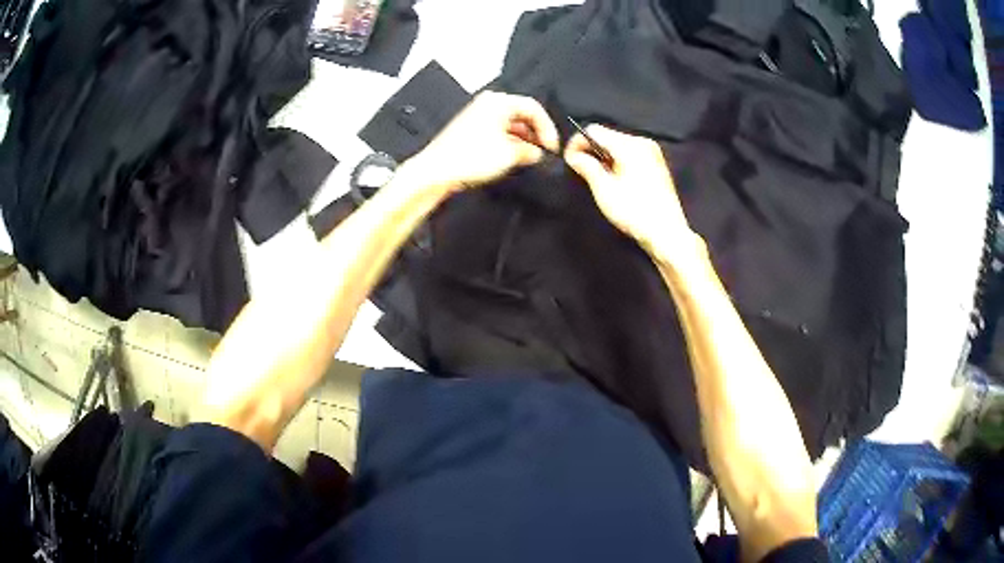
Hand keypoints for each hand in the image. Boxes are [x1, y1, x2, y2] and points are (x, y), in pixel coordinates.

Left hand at [408, 91, 559, 193]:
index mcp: (499, 101)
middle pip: (522, 114)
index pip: (533, 108)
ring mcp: (477, 115)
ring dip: (523, 139)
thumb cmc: (468, 158)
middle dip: (535, 133)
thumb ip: (529, 151)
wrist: (436, 171)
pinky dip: (508, 141)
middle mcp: (488, 104)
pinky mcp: (470, 128)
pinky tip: (513, 157)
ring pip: (510, 123)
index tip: (552, 146)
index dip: (547, 128)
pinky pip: (497, 130)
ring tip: (530, 156)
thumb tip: (536, 152)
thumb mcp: (509, 155)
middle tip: (544, 151)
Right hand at [564, 125, 701, 260]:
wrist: (666, 233)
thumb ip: (587, 167)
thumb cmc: (636, 213)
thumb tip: (574, 155)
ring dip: (604, 156)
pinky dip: (618, 161)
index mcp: (630, 146)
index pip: (594, 130)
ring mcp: (652, 152)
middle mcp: (642, 143)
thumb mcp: (604, 190)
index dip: (577, 143)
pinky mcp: (656, 163)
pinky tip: (615, 179)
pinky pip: (630, 153)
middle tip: (581, 170)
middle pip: (607, 135)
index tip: (569, 159)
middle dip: (591, 150)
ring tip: (598, 178)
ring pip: (618, 145)